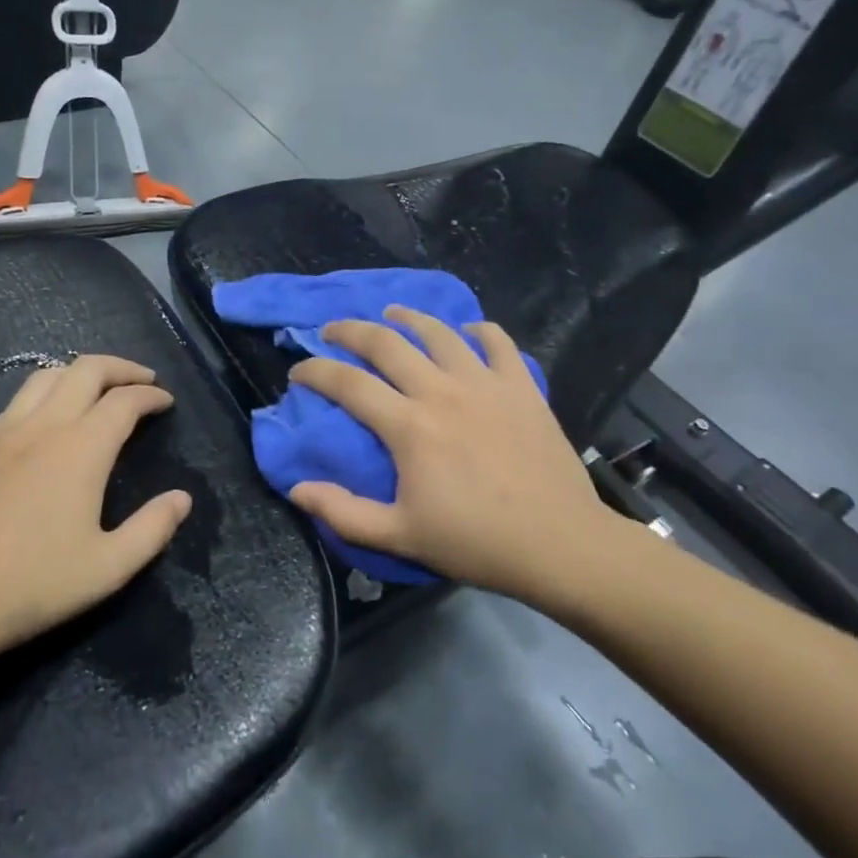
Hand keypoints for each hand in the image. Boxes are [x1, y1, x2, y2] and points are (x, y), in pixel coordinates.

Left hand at [0, 355, 191, 669]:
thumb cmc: (30, 586)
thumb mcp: (107, 569)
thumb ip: (152, 529)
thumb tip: (182, 498)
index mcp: (80, 449)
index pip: (124, 401)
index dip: (150, 395)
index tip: (165, 401)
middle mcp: (41, 427)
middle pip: (85, 370)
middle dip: (119, 367)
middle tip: (140, 380)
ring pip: (43, 378)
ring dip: (77, 374)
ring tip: (93, 390)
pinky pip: (11, 406)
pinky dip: (39, 400)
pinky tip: (39, 428)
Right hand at [287, 307, 612, 604]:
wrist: (559, 543)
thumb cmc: (475, 541)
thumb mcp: (400, 536)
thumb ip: (343, 513)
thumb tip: (297, 488)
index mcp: (409, 426)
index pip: (348, 383)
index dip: (315, 371)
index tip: (298, 371)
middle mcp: (441, 391)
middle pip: (386, 343)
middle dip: (351, 330)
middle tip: (333, 331)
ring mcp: (485, 383)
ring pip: (439, 332)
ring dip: (408, 318)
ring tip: (392, 314)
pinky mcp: (521, 386)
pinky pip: (497, 341)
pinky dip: (478, 331)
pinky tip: (467, 333)